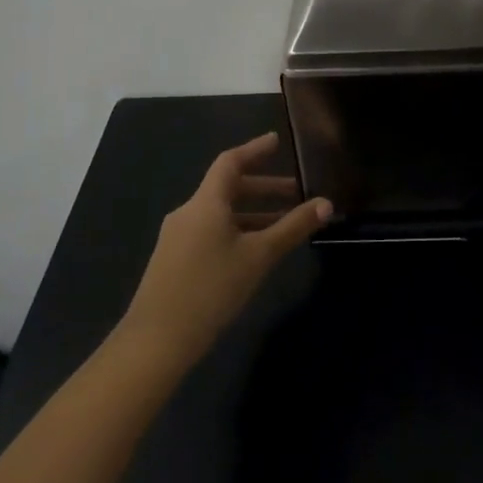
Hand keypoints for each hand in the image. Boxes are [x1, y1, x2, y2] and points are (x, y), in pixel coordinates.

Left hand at [115, 133, 329, 376]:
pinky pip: (210, 231)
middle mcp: (188, 212)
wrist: (156, 341)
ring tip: (282, 225)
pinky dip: (237, 229)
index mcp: (206, 203)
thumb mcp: (259, 256)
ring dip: (252, 212)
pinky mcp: (174, 260)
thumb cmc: (211, 288)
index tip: (277, 142)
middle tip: (295, 193)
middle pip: (228, 188)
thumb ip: (293, 227)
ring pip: (220, 213)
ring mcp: (177, 237)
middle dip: (263, 188)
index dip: (254, 149)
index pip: (230, 162)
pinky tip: (254, 251)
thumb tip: (326, 203)